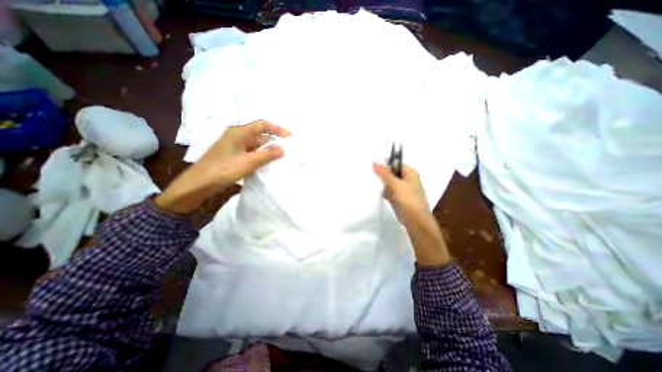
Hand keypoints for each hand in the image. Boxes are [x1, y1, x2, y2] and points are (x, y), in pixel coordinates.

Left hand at [157, 121, 289, 212]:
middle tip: (287, 152)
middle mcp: (237, 136)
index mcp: (239, 132)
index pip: (262, 125)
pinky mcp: (233, 156)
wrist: (199, 184)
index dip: (277, 129)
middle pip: (260, 136)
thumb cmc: (223, 169)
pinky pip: (251, 154)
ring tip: (280, 160)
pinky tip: (267, 165)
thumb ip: (267, 155)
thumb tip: (282, 148)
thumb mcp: (248, 162)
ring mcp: (235, 147)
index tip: (290, 136)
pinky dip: (260, 158)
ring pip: (256, 146)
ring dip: (267, 152)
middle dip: (273, 143)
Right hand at [372, 165, 448, 265]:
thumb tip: (374, 161)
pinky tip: (377, 193)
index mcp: (410, 173)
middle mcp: (407, 179)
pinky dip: (384, 191)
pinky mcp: (399, 198)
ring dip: (382, 184)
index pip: (395, 163)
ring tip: (371, 183)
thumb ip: (384, 174)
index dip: (384, 164)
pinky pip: (389, 191)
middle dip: (381, 175)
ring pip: (389, 183)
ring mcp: (403, 189)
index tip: (371, 167)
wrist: (416, 223)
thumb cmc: (408, 201)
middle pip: (391, 173)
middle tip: (369, 175)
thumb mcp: (395, 185)